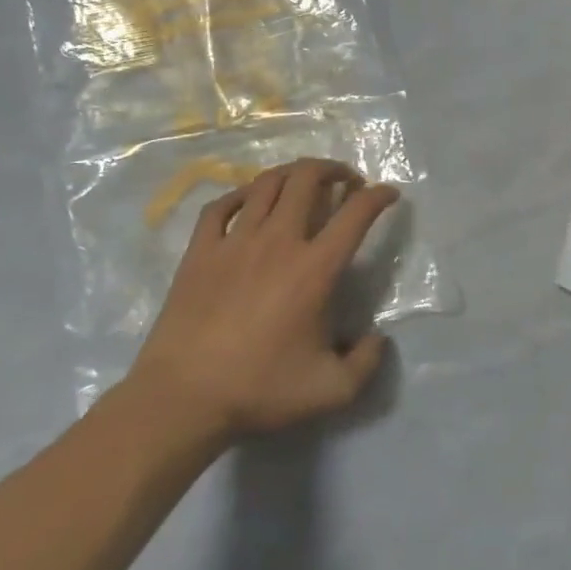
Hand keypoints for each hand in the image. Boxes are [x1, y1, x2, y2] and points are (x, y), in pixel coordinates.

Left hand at [127, 159, 397, 440]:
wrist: (181, 399)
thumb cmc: (259, 389)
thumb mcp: (332, 390)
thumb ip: (367, 362)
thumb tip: (377, 338)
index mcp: (315, 269)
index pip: (356, 214)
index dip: (378, 196)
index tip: (388, 194)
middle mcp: (278, 242)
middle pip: (307, 180)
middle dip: (333, 169)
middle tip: (346, 180)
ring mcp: (234, 242)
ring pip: (266, 184)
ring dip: (292, 174)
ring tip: (304, 181)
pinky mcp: (199, 252)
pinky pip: (220, 206)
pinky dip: (240, 194)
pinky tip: (249, 200)